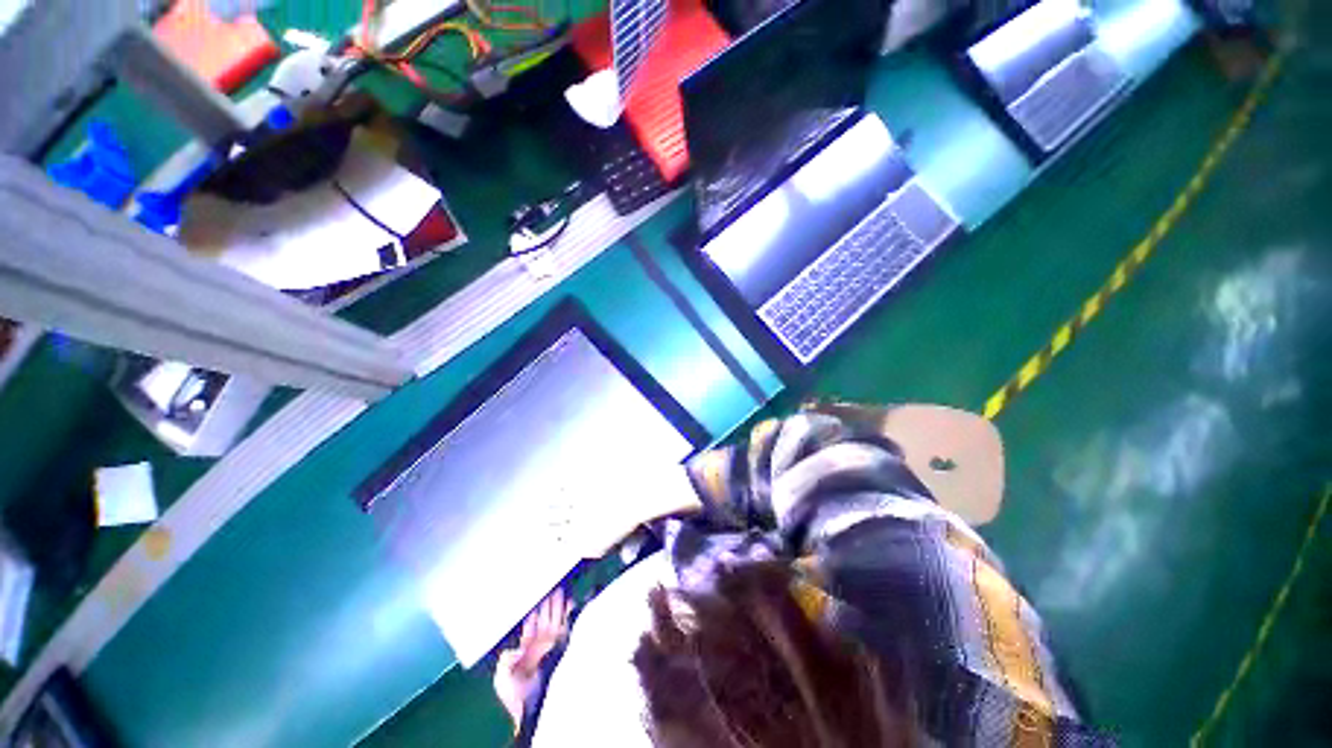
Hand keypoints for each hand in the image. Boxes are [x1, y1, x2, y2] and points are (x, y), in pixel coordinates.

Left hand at [493, 589, 571, 731]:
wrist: (533, 711)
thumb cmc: (516, 695)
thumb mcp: (502, 679)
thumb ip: (505, 660)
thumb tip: (513, 647)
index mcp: (525, 647)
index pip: (530, 623)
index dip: (532, 609)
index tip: (533, 594)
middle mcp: (540, 642)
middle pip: (544, 616)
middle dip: (547, 601)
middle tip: (550, 584)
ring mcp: (553, 644)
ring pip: (555, 618)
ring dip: (557, 604)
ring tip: (559, 588)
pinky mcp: (564, 647)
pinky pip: (567, 626)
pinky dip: (569, 614)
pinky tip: (570, 602)